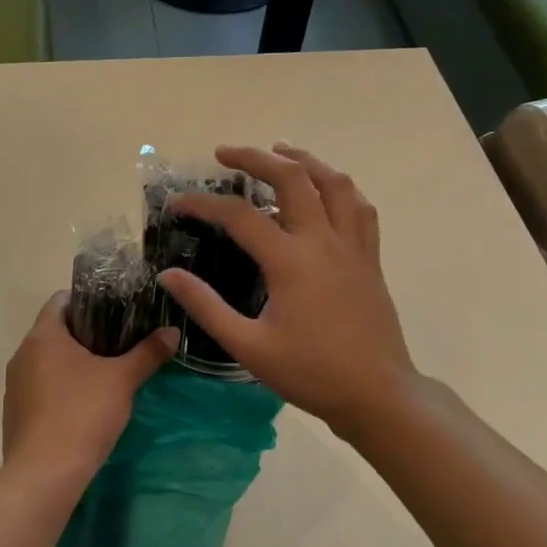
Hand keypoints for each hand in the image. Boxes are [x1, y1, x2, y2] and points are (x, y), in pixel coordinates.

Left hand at [2, 294, 178, 478]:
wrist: (45, 474)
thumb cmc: (83, 414)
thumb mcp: (122, 380)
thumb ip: (148, 353)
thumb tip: (172, 331)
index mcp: (43, 336)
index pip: (60, 300)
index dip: (88, 300)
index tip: (115, 311)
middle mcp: (22, 354)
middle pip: (55, 330)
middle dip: (86, 334)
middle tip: (120, 342)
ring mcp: (15, 386)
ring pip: (47, 361)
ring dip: (72, 363)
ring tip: (106, 373)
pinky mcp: (15, 413)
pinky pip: (40, 388)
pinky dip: (61, 388)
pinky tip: (84, 405)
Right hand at [158, 145, 416, 441]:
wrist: (377, 394)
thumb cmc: (310, 373)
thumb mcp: (248, 347)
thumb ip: (206, 307)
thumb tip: (168, 275)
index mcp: (291, 261)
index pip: (240, 216)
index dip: (204, 204)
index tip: (178, 203)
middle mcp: (324, 241)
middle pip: (292, 178)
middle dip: (256, 158)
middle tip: (225, 154)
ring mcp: (353, 246)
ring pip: (335, 183)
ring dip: (305, 160)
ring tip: (280, 151)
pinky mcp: (370, 258)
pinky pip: (360, 207)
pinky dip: (339, 187)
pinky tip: (326, 190)